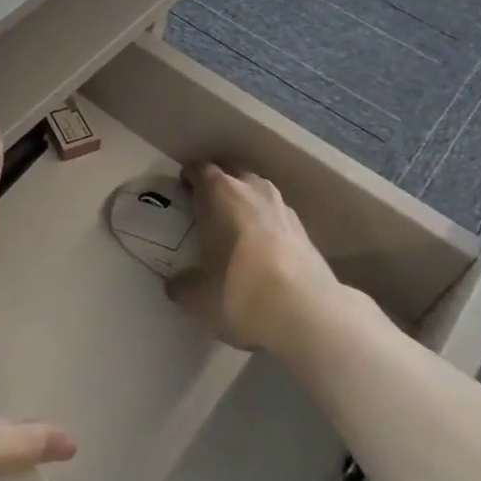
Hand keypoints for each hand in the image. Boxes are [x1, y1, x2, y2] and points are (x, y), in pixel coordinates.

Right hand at [165, 162, 346, 353]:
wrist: (305, 311)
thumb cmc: (239, 290)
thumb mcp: (197, 296)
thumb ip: (181, 285)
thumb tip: (175, 284)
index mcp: (220, 193)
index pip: (200, 170)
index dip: (189, 177)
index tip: (182, 189)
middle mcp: (252, 189)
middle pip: (231, 173)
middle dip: (218, 184)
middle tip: (205, 206)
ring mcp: (282, 207)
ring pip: (258, 191)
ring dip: (245, 201)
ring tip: (234, 225)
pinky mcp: (304, 229)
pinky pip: (276, 215)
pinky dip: (265, 222)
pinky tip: (261, 247)